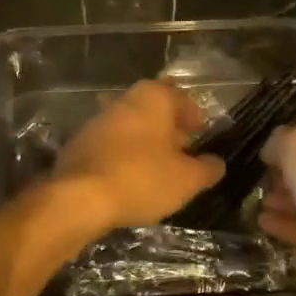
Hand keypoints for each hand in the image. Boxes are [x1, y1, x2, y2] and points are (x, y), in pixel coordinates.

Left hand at [52, 80, 224, 232]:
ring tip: (159, 168)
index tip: (201, 136)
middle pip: (155, 109)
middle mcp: (124, 100)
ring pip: (132, 125)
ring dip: (147, 142)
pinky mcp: (80, 142)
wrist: (78, 197)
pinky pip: (112, 143)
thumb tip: (217, 163)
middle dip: (170, 128)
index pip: (182, 98)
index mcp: (153, 97)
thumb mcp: (186, 179)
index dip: (195, 117)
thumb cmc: (141, 179)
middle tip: (183, 152)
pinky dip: (125, 154)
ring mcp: (98, 120)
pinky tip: (130, 177)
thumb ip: (207, 169)